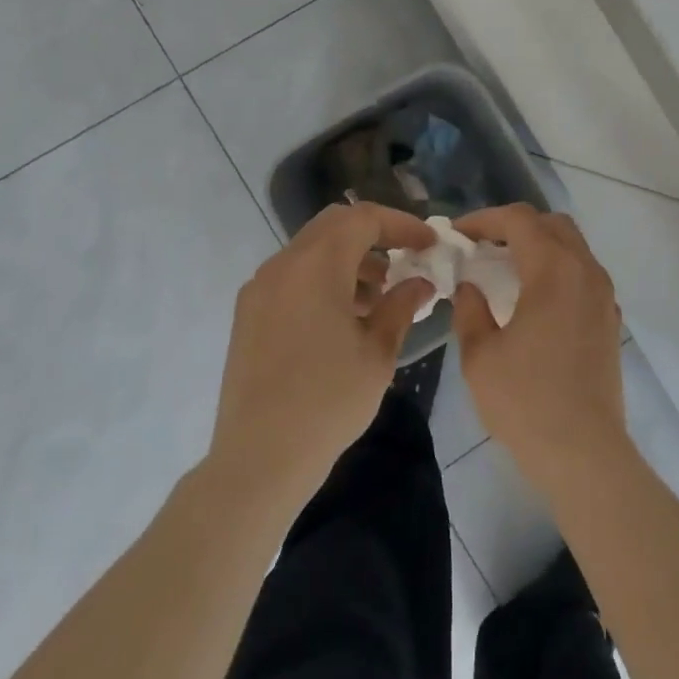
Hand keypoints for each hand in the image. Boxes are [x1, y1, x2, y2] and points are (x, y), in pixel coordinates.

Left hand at [209, 203, 434, 506]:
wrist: (257, 460)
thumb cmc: (327, 403)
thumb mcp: (377, 354)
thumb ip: (401, 306)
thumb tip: (420, 283)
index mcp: (317, 265)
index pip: (364, 218)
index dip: (402, 224)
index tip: (429, 243)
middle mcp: (283, 264)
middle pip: (335, 224)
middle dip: (375, 234)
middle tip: (405, 258)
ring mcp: (260, 287)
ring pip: (312, 248)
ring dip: (348, 257)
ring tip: (378, 295)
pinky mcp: (249, 312)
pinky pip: (293, 274)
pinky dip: (323, 277)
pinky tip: (344, 316)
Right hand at [452, 205, 629, 491]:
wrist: (585, 454)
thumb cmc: (527, 402)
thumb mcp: (481, 356)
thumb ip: (470, 310)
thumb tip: (470, 287)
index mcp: (553, 270)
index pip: (519, 220)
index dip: (484, 219)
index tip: (458, 234)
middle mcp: (585, 271)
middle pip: (550, 224)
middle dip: (514, 226)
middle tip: (482, 246)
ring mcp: (603, 294)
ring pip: (572, 245)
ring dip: (538, 245)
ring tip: (504, 267)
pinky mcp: (610, 318)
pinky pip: (583, 272)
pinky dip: (556, 267)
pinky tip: (534, 297)